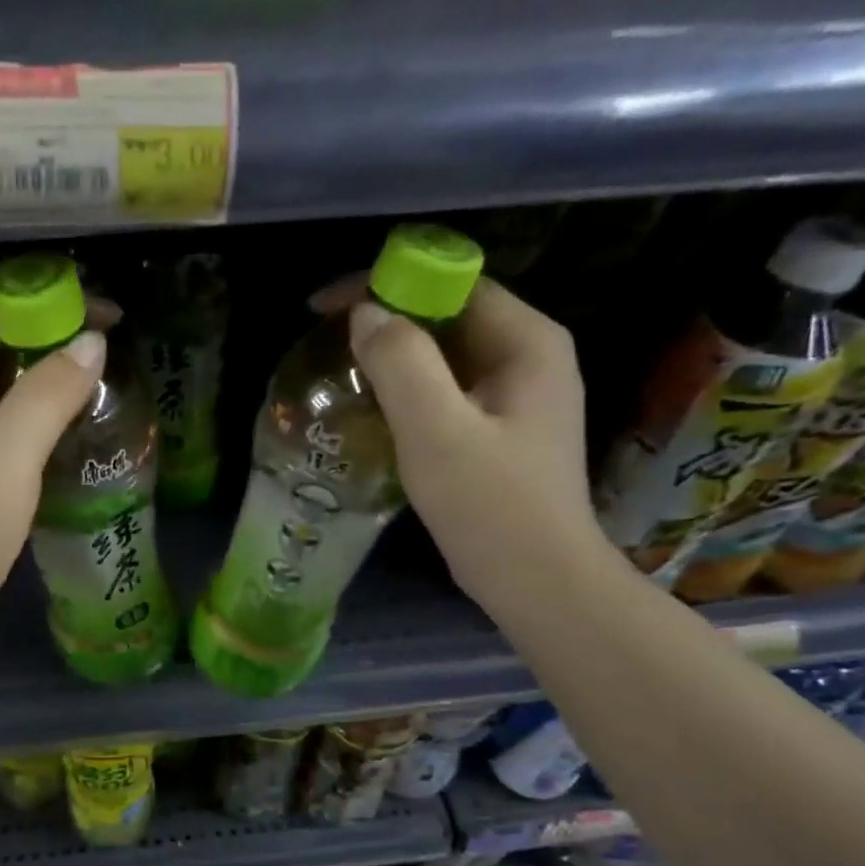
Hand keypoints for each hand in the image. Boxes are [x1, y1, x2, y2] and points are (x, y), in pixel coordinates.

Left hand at [0, 296, 110, 629]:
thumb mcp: (4, 462)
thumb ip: (44, 397)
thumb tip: (90, 341)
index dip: (46, 300)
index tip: (107, 316)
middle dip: (49, 335)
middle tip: (110, 351)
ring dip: (43, 376)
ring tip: (98, 385)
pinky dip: (32, 413)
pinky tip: (64, 433)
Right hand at [323, 277, 602, 602]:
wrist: (537, 582)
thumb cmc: (490, 506)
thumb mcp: (437, 431)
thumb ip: (401, 363)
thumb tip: (365, 313)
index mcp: (526, 341)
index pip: (452, 282)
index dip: (387, 283)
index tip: (327, 307)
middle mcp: (529, 356)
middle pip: (448, 315)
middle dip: (386, 321)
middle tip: (328, 345)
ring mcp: (517, 395)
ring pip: (444, 355)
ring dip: (393, 359)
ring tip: (341, 376)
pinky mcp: (501, 429)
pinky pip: (447, 391)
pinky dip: (408, 392)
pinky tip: (374, 413)